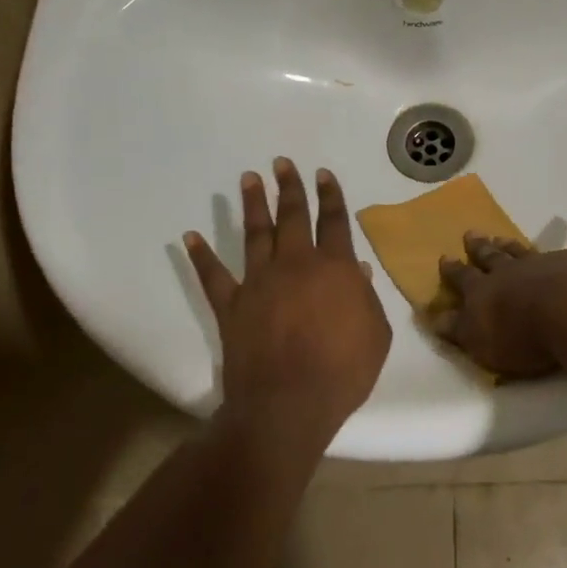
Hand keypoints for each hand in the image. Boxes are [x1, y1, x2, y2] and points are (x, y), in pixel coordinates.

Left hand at [184, 159, 391, 443]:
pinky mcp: (232, 305)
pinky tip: (190, 236)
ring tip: (249, 178)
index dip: (330, 195)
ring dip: (252, 205)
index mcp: (334, 268)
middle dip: (289, 187)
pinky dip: (201, 256)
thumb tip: (355, 270)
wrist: (288, 404)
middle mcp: (295, 264)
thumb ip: (365, 298)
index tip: (323, 173)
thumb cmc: (342, 371)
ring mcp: (259, 282)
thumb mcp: (375, 335)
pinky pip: (213, 276)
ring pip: (255, 233)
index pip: (333, 222)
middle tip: (281, 162)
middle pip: (292, 216)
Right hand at [433, 208, 566, 378]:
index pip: (464, 279)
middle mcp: (512, 271)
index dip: (453, 271)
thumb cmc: (520, 335)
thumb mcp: (478, 340)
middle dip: (480, 248)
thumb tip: (434, 317)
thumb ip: (457, 328)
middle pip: (492, 257)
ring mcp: (546, 262)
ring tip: (501, 235)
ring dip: (512, 244)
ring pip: (524, 250)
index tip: (444, 258)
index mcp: (485, 291)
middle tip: (471, 234)